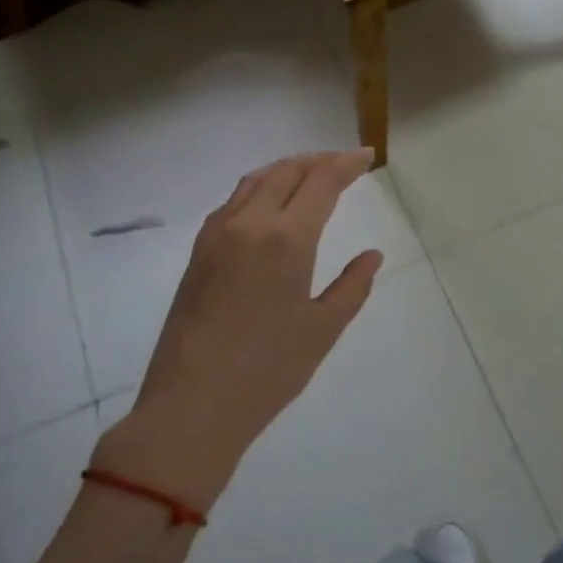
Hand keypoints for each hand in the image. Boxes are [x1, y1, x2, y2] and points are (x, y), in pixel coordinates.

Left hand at [94, 150, 382, 504]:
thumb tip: (372, 255)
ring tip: (310, 173)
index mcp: (287, 239)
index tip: (366, 156)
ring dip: (287, 168)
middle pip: (287, 171)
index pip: (322, 181)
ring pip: (256, 180)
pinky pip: (234, 200)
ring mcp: (218, 234)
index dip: (347, 164)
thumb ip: (352, 286)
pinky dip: (260, 187)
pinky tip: (270, 203)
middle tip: (344, 163)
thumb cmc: (267, 371)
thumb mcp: (323, 329)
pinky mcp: (198, 251)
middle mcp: (250, 223)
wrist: (190, 406)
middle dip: (319, 160)